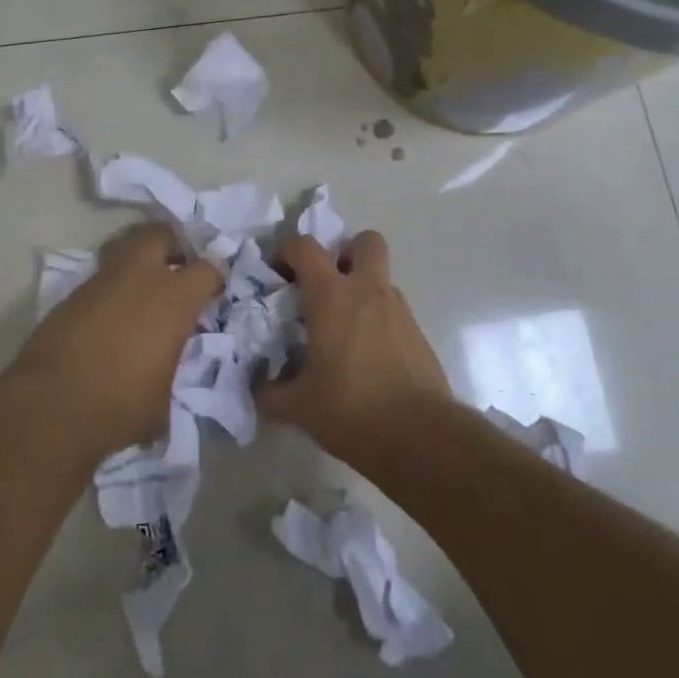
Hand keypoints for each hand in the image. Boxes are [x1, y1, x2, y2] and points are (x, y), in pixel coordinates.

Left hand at [9, 222, 222, 459]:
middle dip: (172, 244)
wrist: (51, 405)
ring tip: (142, 289)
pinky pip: (101, 277)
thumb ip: (170, 371)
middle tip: (177, 267)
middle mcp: (142, 277)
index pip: (208, 269)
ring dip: (138, 262)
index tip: (212, 292)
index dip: (213, 278)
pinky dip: (111, 288)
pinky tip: (111, 315)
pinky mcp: (73, 293)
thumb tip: (164, 375)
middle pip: (161, 234)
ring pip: (125, 248)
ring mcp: (103, 281)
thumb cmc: (120, 405)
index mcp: (175, 299)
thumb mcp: (163, 398)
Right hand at [257, 229, 451, 463]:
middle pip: (365, 241)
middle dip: (346, 252)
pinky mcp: (418, 334)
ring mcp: (399, 310)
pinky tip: (368, 357)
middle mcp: (368, 290)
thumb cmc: (352, 409)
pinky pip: (394, 311)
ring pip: (381, 278)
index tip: (278, 273)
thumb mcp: (299, 407)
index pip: (305, 247)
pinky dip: (379, 320)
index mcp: (332, 295)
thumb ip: (271, 393)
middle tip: (328, 284)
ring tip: (345, 329)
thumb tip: (257, 388)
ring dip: (363, 289)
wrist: (420, 436)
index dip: (287, 250)